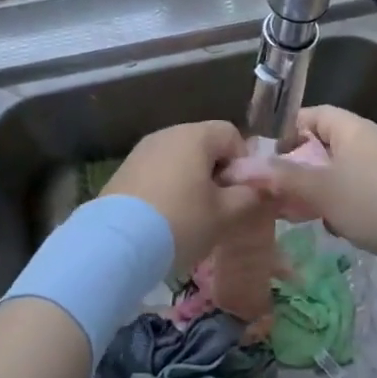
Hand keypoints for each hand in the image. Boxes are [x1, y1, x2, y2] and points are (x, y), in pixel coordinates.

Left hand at [102, 121, 262, 271]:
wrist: (117, 243)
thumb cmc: (180, 222)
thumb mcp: (225, 215)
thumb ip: (249, 197)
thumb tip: (259, 188)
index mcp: (195, 135)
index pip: (230, 134)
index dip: (242, 162)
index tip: (239, 194)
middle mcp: (167, 133)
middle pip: (204, 144)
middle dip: (216, 173)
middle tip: (218, 208)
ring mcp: (142, 150)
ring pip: (179, 159)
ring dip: (191, 182)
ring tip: (191, 217)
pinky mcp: (124, 170)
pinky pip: (157, 172)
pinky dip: (167, 189)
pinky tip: (165, 219)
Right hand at [227, 106, 376, 273]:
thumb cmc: (374, 203)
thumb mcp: (321, 188)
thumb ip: (282, 177)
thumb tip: (243, 167)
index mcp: (351, 130)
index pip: (311, 115)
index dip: (286, 130)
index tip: (262, 155)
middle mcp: (364, 145)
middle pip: (320, 147)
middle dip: (294, 168)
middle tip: (269, 190)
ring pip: (333, 176)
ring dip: (312, 192)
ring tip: (289, 212)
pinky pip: (350, 198)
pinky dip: (334, 209)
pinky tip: (325, 228)